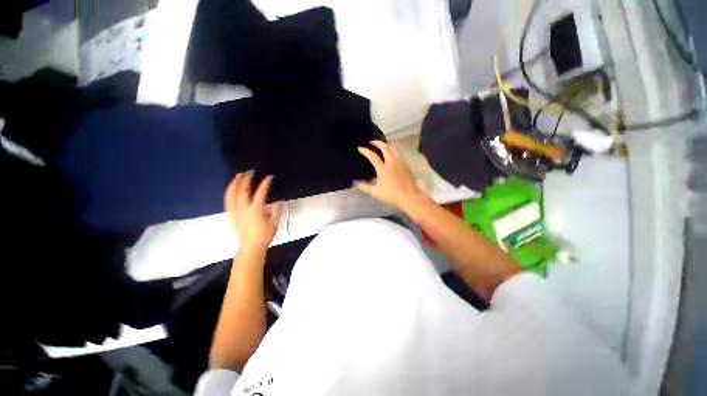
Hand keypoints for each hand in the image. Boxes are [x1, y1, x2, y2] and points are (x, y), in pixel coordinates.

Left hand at [225, 171, 280, 253]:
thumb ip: (275, 211)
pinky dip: (229, 192)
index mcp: (255, 210)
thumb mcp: (274, 223)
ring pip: (232, 194)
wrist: (250, 247)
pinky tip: (231, 188)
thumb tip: (277, 201)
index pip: (260, 193)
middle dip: (246, 179)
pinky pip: (227, 201)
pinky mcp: (231, 215)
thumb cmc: (264, 236)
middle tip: (250, 171)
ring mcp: (235, 212)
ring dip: (235, 183)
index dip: (265, 184)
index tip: (270, 177)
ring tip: (238, 175)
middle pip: (242, 190)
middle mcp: (243, 209)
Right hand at [356, 140, 426, 211]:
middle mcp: (392, 162)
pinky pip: (398, 154)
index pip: (372, 156)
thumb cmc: (391, 194)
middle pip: (385, 147)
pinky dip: (392, 151)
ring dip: (386, 145)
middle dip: (377, 142)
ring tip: (382, 146)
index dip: (365, 151)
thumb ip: (365, 187)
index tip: (360, 148)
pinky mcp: (406, 165)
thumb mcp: (376, 192)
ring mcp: (400, 162)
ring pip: (393, 149)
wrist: (409, 196)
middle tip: (372, 141)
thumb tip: (356, 185)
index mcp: (383, 168)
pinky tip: (391, 155)